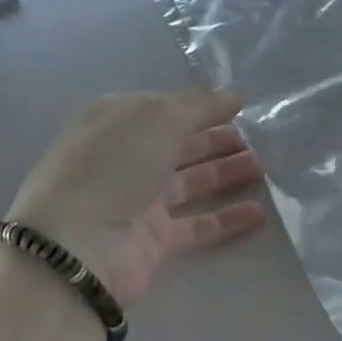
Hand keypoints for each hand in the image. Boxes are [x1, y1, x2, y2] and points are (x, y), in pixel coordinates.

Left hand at [7, 90, 267, 302]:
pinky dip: (226, 218)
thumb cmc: (114, 165)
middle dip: (217, 138)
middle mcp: (126, 157)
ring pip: (190, 182)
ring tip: (265, 166)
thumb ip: (200, 105)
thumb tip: (234, 94)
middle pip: (179, 143)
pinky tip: (259, 213)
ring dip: (226, 172)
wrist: (77, 246)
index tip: (241, 106)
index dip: (201, 106)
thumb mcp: (158, 118)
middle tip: (261, 137)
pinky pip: (197, 225)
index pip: (165, 108)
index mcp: (117, 121)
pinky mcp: (153, 240)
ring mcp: (138, 200)